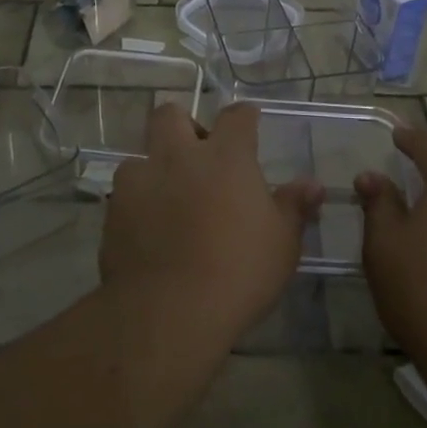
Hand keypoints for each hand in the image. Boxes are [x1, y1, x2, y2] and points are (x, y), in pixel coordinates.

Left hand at [100, 102, 322, 343]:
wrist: (169, 312)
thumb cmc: (239, 271)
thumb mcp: (282, 243)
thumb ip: (294, 207)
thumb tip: (313, 185)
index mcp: (225, 156)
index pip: (236, 116)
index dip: (244, 117)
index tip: (249, 123)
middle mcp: (178, 156)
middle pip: (170, 115)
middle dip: (182, 126)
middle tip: (196, 156)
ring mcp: (139, 181)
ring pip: (139, 156)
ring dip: (153, 169)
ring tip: (167, 200)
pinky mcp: (113, 212)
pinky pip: (123, 196)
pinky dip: (136, 205)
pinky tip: (147, 231)